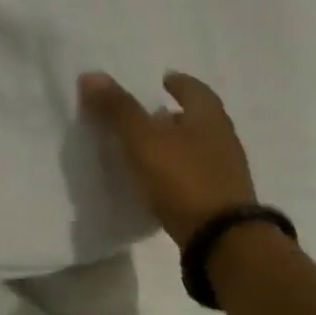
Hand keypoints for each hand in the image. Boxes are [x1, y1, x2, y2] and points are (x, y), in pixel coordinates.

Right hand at [79, 71, 257, 248]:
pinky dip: (177, 168)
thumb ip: (118, 110)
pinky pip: (195, 172)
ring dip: (175, 142)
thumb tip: (90, 75)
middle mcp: (222, 138)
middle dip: (175, 113)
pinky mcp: (220, 198)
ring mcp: (225, 171)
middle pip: (198, 118)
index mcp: (209, 118)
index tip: (163, 80)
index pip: (195, 89)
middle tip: (149, 113)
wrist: (223, 240)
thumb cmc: (184, 179)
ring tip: (148, 146)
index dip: (178, 83)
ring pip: (197, 146)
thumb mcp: (143, 141)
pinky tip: (158, 178)